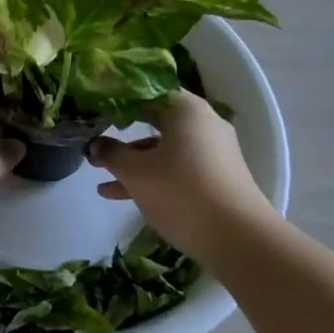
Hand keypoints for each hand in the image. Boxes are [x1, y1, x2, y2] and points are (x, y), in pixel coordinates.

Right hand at [87, 91, 278, 260]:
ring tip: (99, 176)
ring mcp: (213, 152)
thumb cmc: (181, 192)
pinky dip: (153, 177)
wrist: (240, 240)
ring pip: (164, 148)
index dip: (116, 100)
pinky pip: (177, 168)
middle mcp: (203, 123)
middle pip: (154, 120)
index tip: (93, 109)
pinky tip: (121, 195)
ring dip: (133, 161)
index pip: (145, 92)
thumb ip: (111, 153)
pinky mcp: (217, 178)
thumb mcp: (136, 172)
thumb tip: (94, 145)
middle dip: (121, 134)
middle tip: (93, 141)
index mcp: (185, 108)